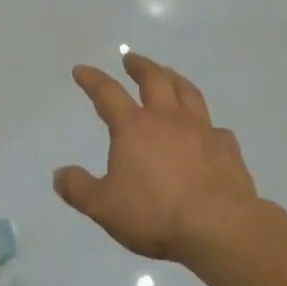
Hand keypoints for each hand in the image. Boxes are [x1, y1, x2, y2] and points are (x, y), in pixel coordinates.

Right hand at [54, 53, 257, 261]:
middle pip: (154, 79)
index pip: (107, 93)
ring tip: (168, 74)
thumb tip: (59, 174)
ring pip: (188, 92)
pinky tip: (207, 131)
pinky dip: (207, 124)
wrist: (218, 226)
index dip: (92, 80)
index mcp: (134, 127)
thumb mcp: (104, 207)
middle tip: (131, 59)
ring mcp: (202, 130)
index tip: (81, 70)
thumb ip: (79, 189)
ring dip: (174, 78)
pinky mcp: (227, 148)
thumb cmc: (155, 214)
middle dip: (140, 66)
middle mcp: (168, 118)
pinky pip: (215, 128)